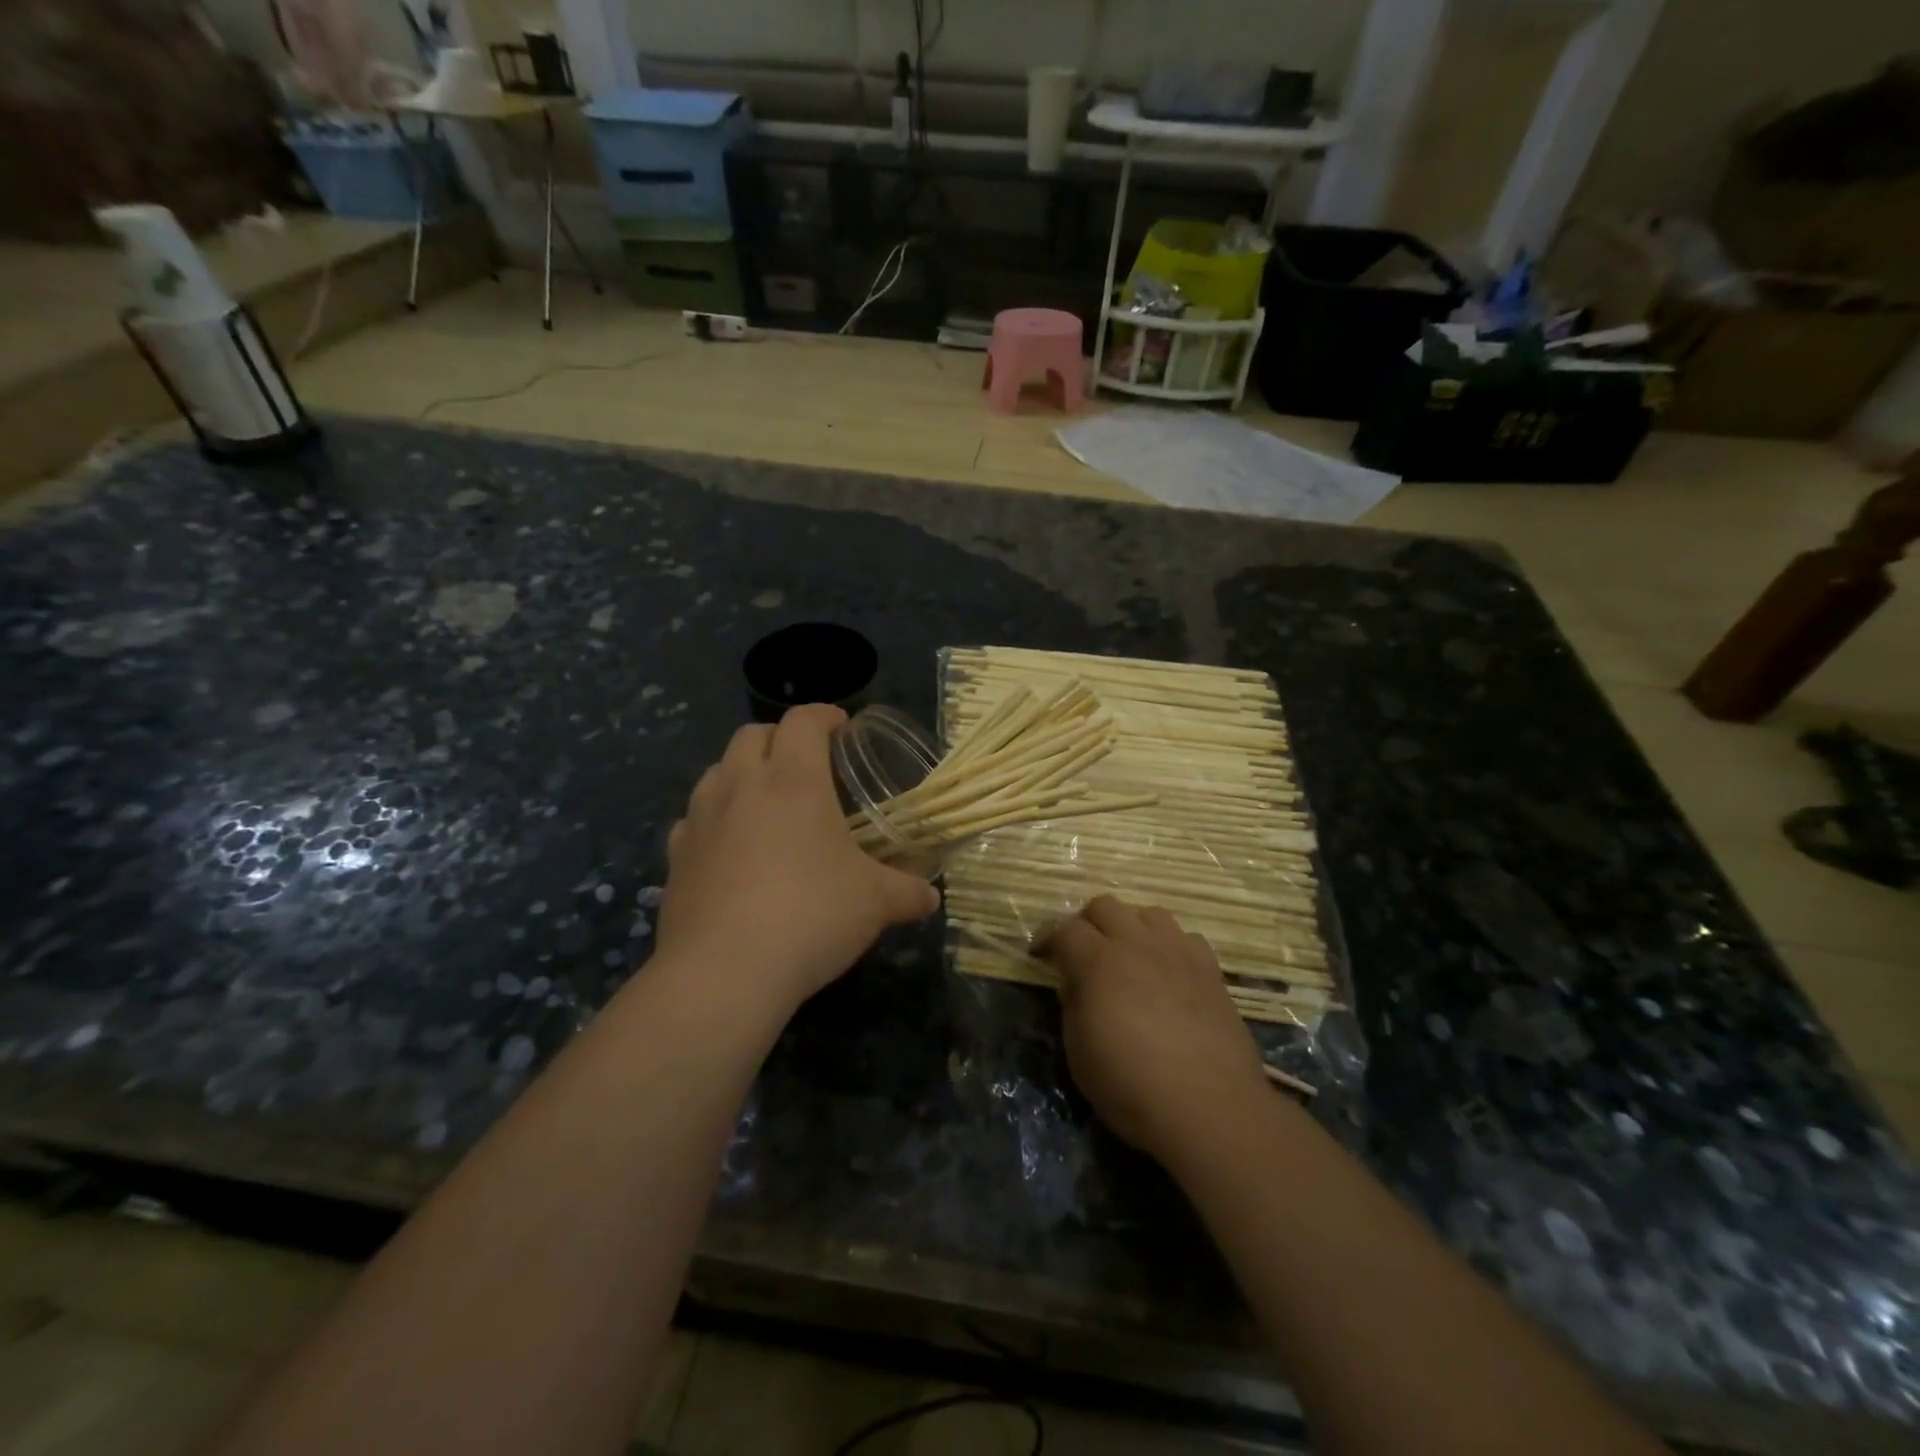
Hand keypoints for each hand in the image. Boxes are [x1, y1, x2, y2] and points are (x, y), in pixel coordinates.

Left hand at [654, 705, 941, 1015]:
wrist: (724, 972)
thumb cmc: (811, 917)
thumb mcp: (876, 903)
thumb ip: (907, 892)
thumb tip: (930, 898)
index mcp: (793, 780)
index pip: (804, 721)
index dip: (825, 715)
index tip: (842, 726)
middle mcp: (741, 786)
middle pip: (752, 734)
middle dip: (779, 737)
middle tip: (805, 761)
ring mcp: (700, 820)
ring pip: (716, 771)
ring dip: (742, 772)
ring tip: (765, 800)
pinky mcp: (675, 857)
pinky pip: (692, 819)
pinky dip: (713, 818)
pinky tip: (729, 846)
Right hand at [1044, 897, 1269, 1163]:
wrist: (1210, 1108)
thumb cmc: (1132, 1086)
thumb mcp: (1079, 1054)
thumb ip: (1072, 1007)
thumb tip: (1075, 984)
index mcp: (1098, 962)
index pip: (1064, 929)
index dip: (1048, 939)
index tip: (1041, 956)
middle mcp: (1137, 944)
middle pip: (1105, 906)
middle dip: (1087, 924)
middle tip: (1082, 954)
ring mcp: (1178, 952)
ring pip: (1148, 913)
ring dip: (1131, 928)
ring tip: (1129, 958)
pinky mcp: (1210, 969)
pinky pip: (1185, 937)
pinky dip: (1170, 947)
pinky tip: (1168, 974)